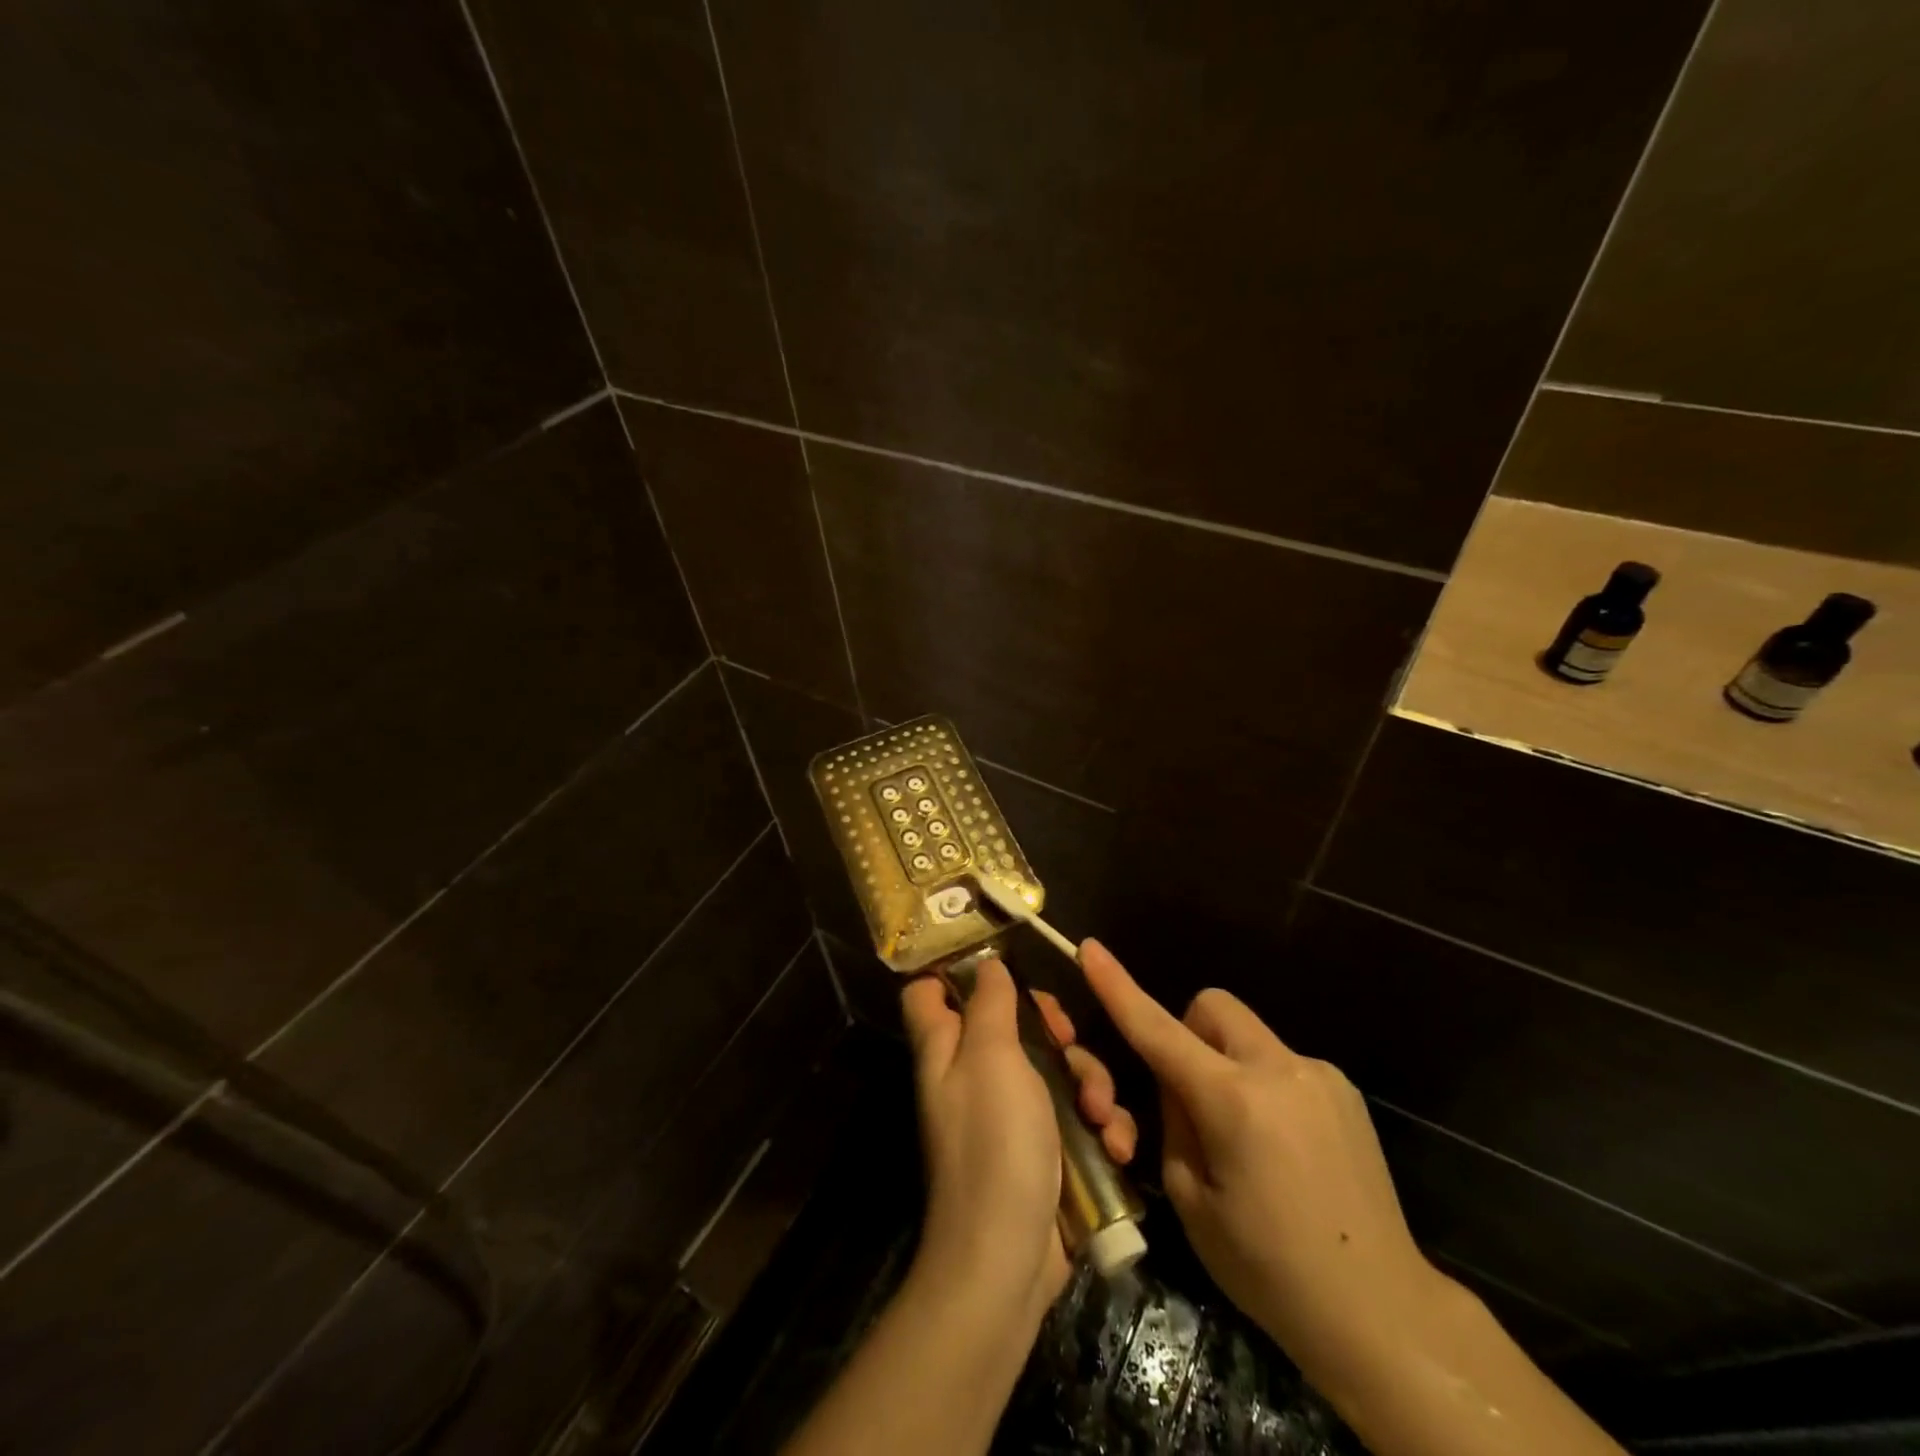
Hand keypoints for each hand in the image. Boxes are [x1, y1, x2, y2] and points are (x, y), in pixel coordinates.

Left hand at [902, 960, 1136, 1321]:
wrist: (1007, 1259)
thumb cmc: (993, 1143)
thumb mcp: (991, 1057)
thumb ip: (989, 1004)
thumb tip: (987, 965)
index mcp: (947, 1048)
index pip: (930, 992)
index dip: (958, 971)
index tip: (1004, 964)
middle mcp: (974, 1075)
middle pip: (1013, 1023)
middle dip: (1054, 1029)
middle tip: (1068, 1039)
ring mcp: (1012, 1114)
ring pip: (1057, 1068)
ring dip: (1090, 1084)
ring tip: (1101, 1114)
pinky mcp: (1046, 1149)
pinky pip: (1078, 1116)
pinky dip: (1101, 1127)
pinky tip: (1116, 1146)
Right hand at [1079, 940, 1446, 1396]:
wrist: (1384, 1312)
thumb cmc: (1270, 1270)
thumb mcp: (1191, 1200)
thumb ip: (1173, 1122)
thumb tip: (1177, 1082)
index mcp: (1233, 1101)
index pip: (1158, 1029)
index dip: (1118, 987)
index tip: (1090, 948)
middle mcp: (1278, 1068)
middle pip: (1211, 1007)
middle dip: (1187, 1033)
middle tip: (1189, 1094)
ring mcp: (1318, 1074)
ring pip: (1246, 1034)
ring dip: (1227, 1062)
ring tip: (1244, 1135)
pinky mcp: (1344, 1089)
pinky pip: (1280, 1061)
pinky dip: (1262, 1083)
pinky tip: (1283, 1147)